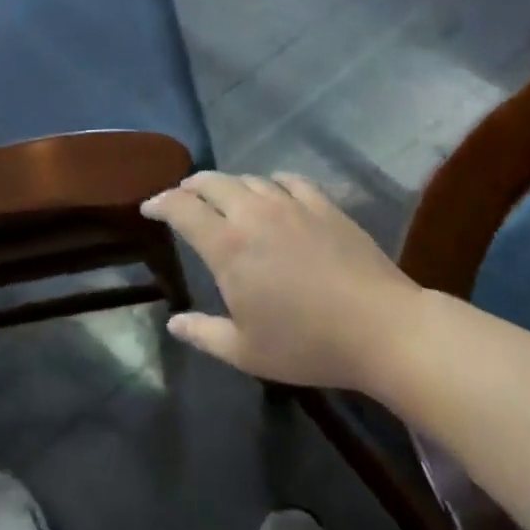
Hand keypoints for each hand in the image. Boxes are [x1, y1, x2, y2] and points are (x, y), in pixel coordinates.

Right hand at [141, 171, 420, 395]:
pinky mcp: (323, 204)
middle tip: (182, 198)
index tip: (149, 209)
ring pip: (248, 179)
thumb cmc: (307, 344)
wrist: (381, 328)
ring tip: (225, 198)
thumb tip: (174, 323)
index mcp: (227, 245)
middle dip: (190, 186)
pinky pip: (288, 180)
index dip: (160, 203)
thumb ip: (204, 334)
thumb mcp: (246, 351)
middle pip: (211, 182)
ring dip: (228, 185)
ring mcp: (290, 204)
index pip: (182, 208)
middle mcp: (253, 213)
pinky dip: (271, 183)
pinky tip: (273, 192)